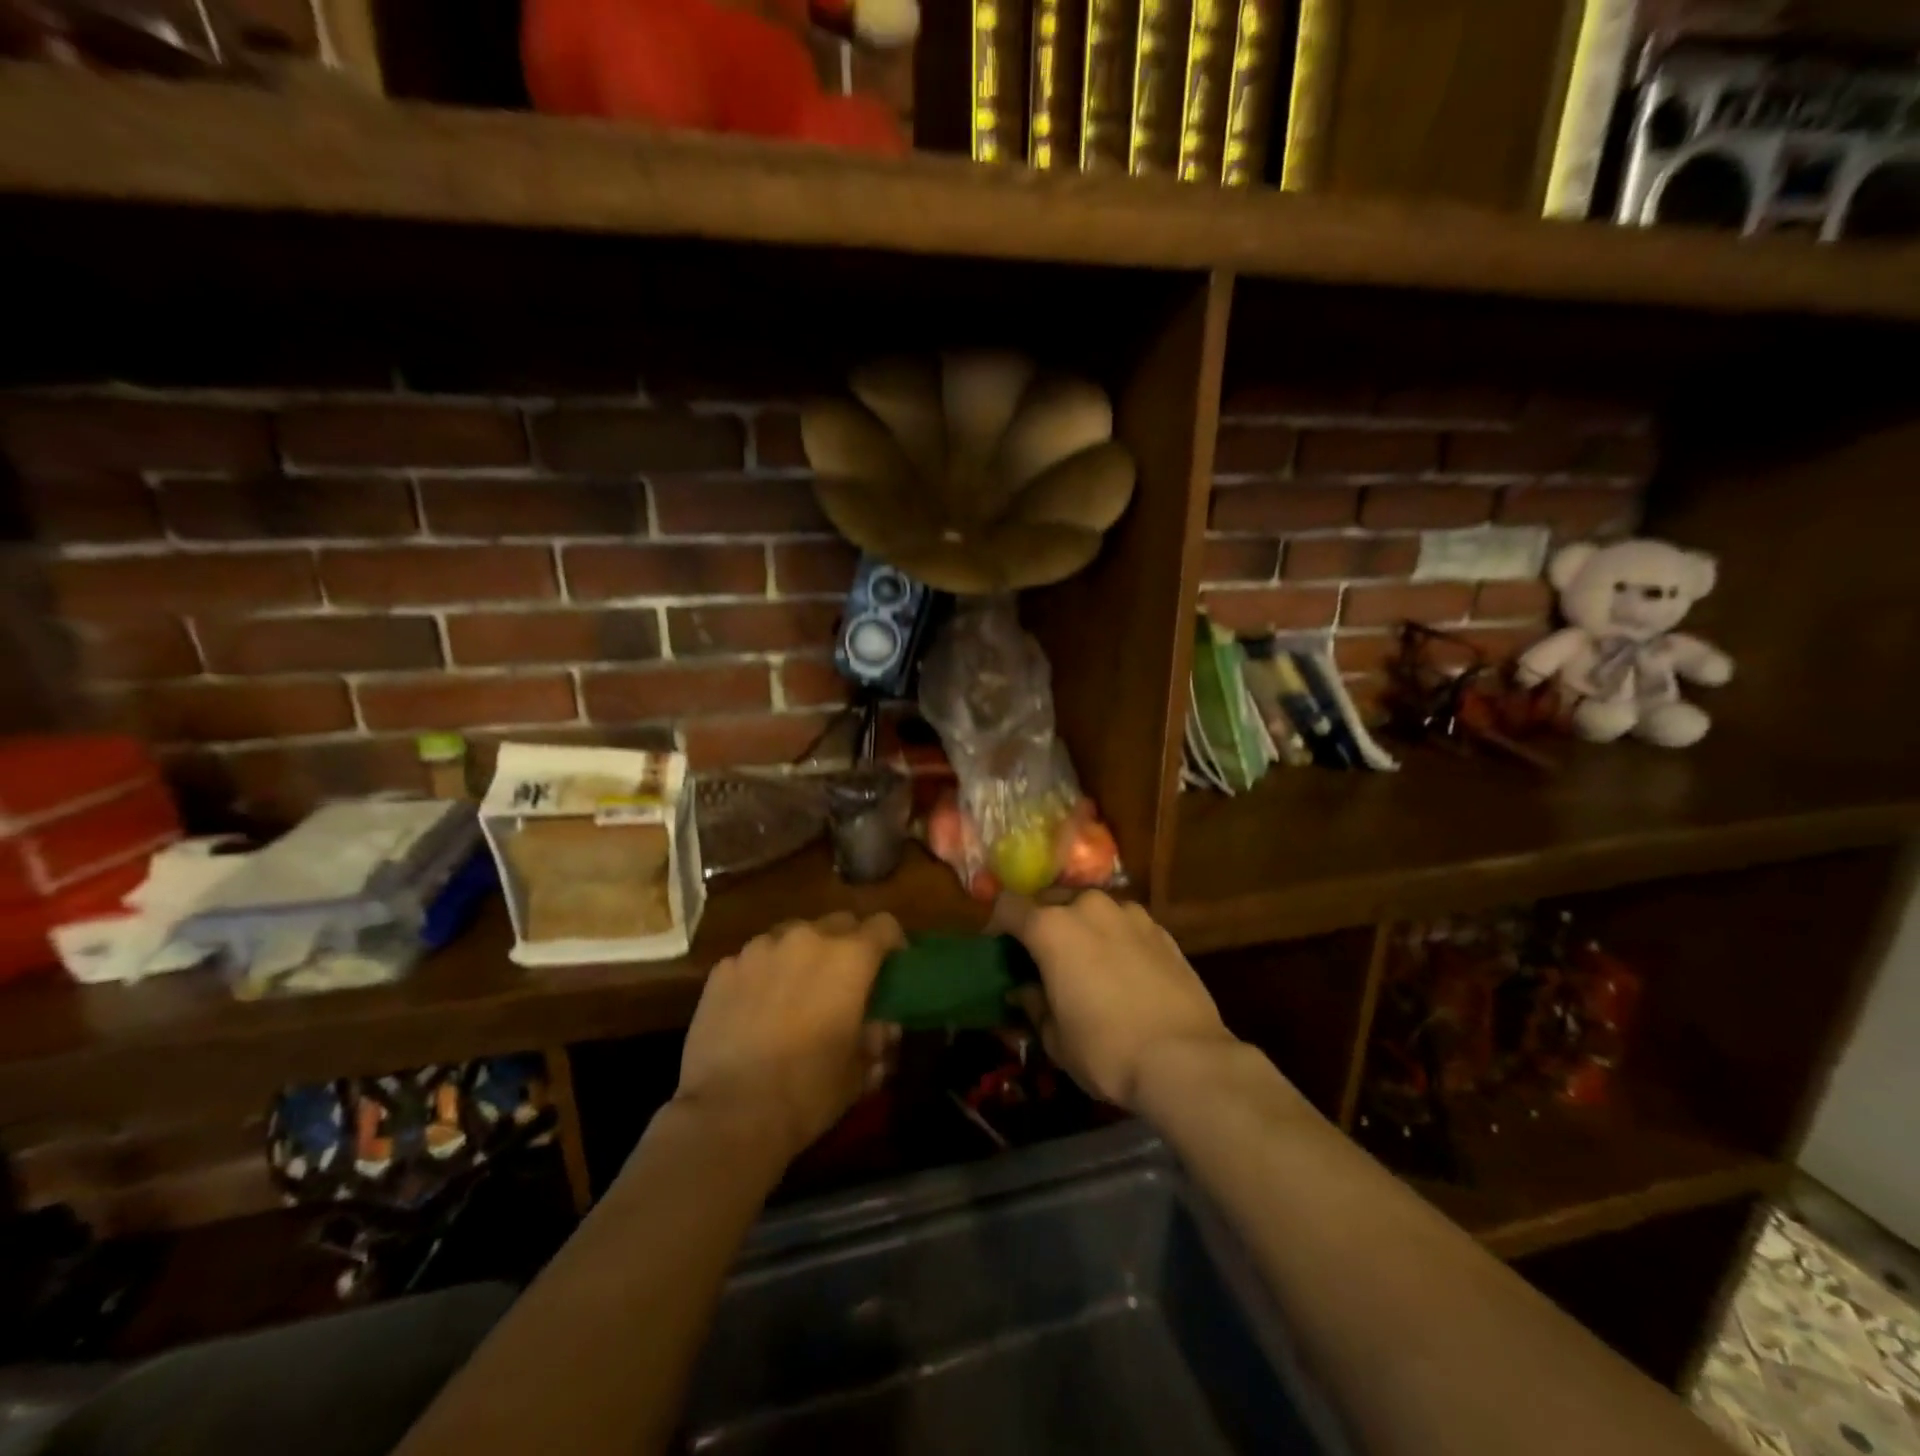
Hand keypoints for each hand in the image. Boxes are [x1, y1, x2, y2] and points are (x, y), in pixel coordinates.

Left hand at [674, 911, 904, 1161]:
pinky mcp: (724, 968)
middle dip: (847, 944)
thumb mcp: (858, 1072)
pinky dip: (763, 973)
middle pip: (838, 923)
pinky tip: (755, 1008)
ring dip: (802, 954)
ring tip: (795, 991)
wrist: (728, 1113)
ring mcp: (760, 949)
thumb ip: (875, 1039)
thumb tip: (881, 1027)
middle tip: (843, 980)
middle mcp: (806, 939)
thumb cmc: (807, 1091)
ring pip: (792, 935)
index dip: (892, 943)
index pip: (884, 925)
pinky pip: (754, 959)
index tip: (891, 966)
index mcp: (849, 958)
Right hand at [993, 892, 1237, 1112]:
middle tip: (1041, 956)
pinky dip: (1113, 937)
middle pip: (1051, 900)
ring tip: (1085, 961)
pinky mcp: (1160, 928)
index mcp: (1052, 927)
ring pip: (1090, 908)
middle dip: (1041, 922)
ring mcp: (1129, 913)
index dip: (997, 925)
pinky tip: (1121, 970)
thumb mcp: (1055, 1037)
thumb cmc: (1107, 1050)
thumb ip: (1033, 1004)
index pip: (1008, 906)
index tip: (998, 948)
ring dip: (1080, 927)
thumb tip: (1025, 990)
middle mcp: (1089, 907)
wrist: (1185, 1059)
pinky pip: (1122, 923)